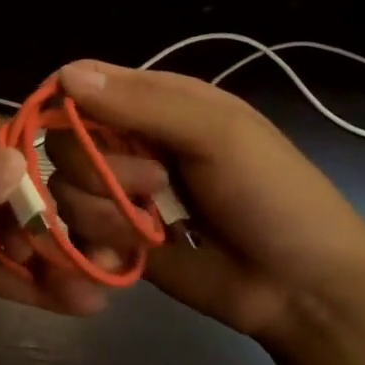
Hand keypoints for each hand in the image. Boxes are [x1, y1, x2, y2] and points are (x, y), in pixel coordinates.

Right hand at [43, 60, 364, 345]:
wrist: (302, 289)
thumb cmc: (272, 196)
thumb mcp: (219, 135)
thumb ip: (143, 104)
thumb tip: (63, 75)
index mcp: (155, 103)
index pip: (83, 84)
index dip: (66, 104)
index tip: (76, 130)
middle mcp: (130, 143)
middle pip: (64, 141)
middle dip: (98, 169)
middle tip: (156, 185)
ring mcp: (121, 194)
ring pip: (65, 190)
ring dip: (102, 213)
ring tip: (151, 232)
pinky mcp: (116, 240)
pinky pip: (75, 234)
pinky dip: (94, 246)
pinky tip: (125, 258)